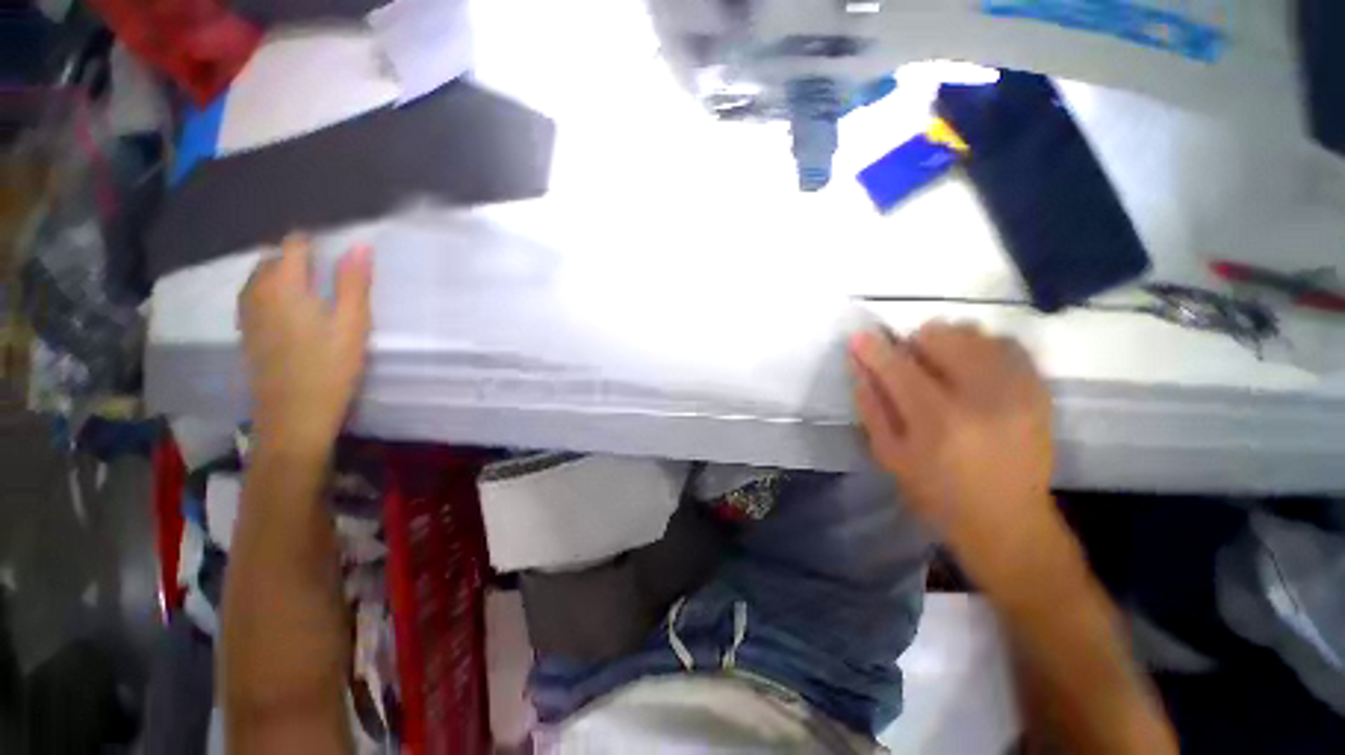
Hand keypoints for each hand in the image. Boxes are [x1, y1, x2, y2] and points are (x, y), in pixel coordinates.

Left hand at [239, 235, 372, 457]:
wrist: (294, 415)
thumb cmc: (330, 368)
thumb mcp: (352, 324)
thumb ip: (354, 283)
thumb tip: (360, 245)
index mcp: (284, 285)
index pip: (294, 245)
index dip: (315, 241)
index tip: (338, 248)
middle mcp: (257, 292)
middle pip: (273, 258)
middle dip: (299, 256)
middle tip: (331, 269)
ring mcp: (247, 313)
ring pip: (261, 277)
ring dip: (284, 274)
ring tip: (313, 285)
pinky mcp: (247, 332)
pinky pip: (255, 296)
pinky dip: (273, 291)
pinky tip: (292, 308)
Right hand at [849, 321, 1054, 579]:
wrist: (1008, 520)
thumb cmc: (935, 492)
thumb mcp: (888, 455)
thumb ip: (871, 405)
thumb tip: (858, 364)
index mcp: (936, 420)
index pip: (897, 366)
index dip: (873, 347)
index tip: (859, 337)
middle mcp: (980, 396)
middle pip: (939, 336)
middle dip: (913, 344)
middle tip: (909, 364)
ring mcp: (1016, 389)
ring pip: (972, 333)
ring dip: (946, 343)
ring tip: (941, 367)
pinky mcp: (1038, 389)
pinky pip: (1005, 343)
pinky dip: (980, 346)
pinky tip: (971, 368)